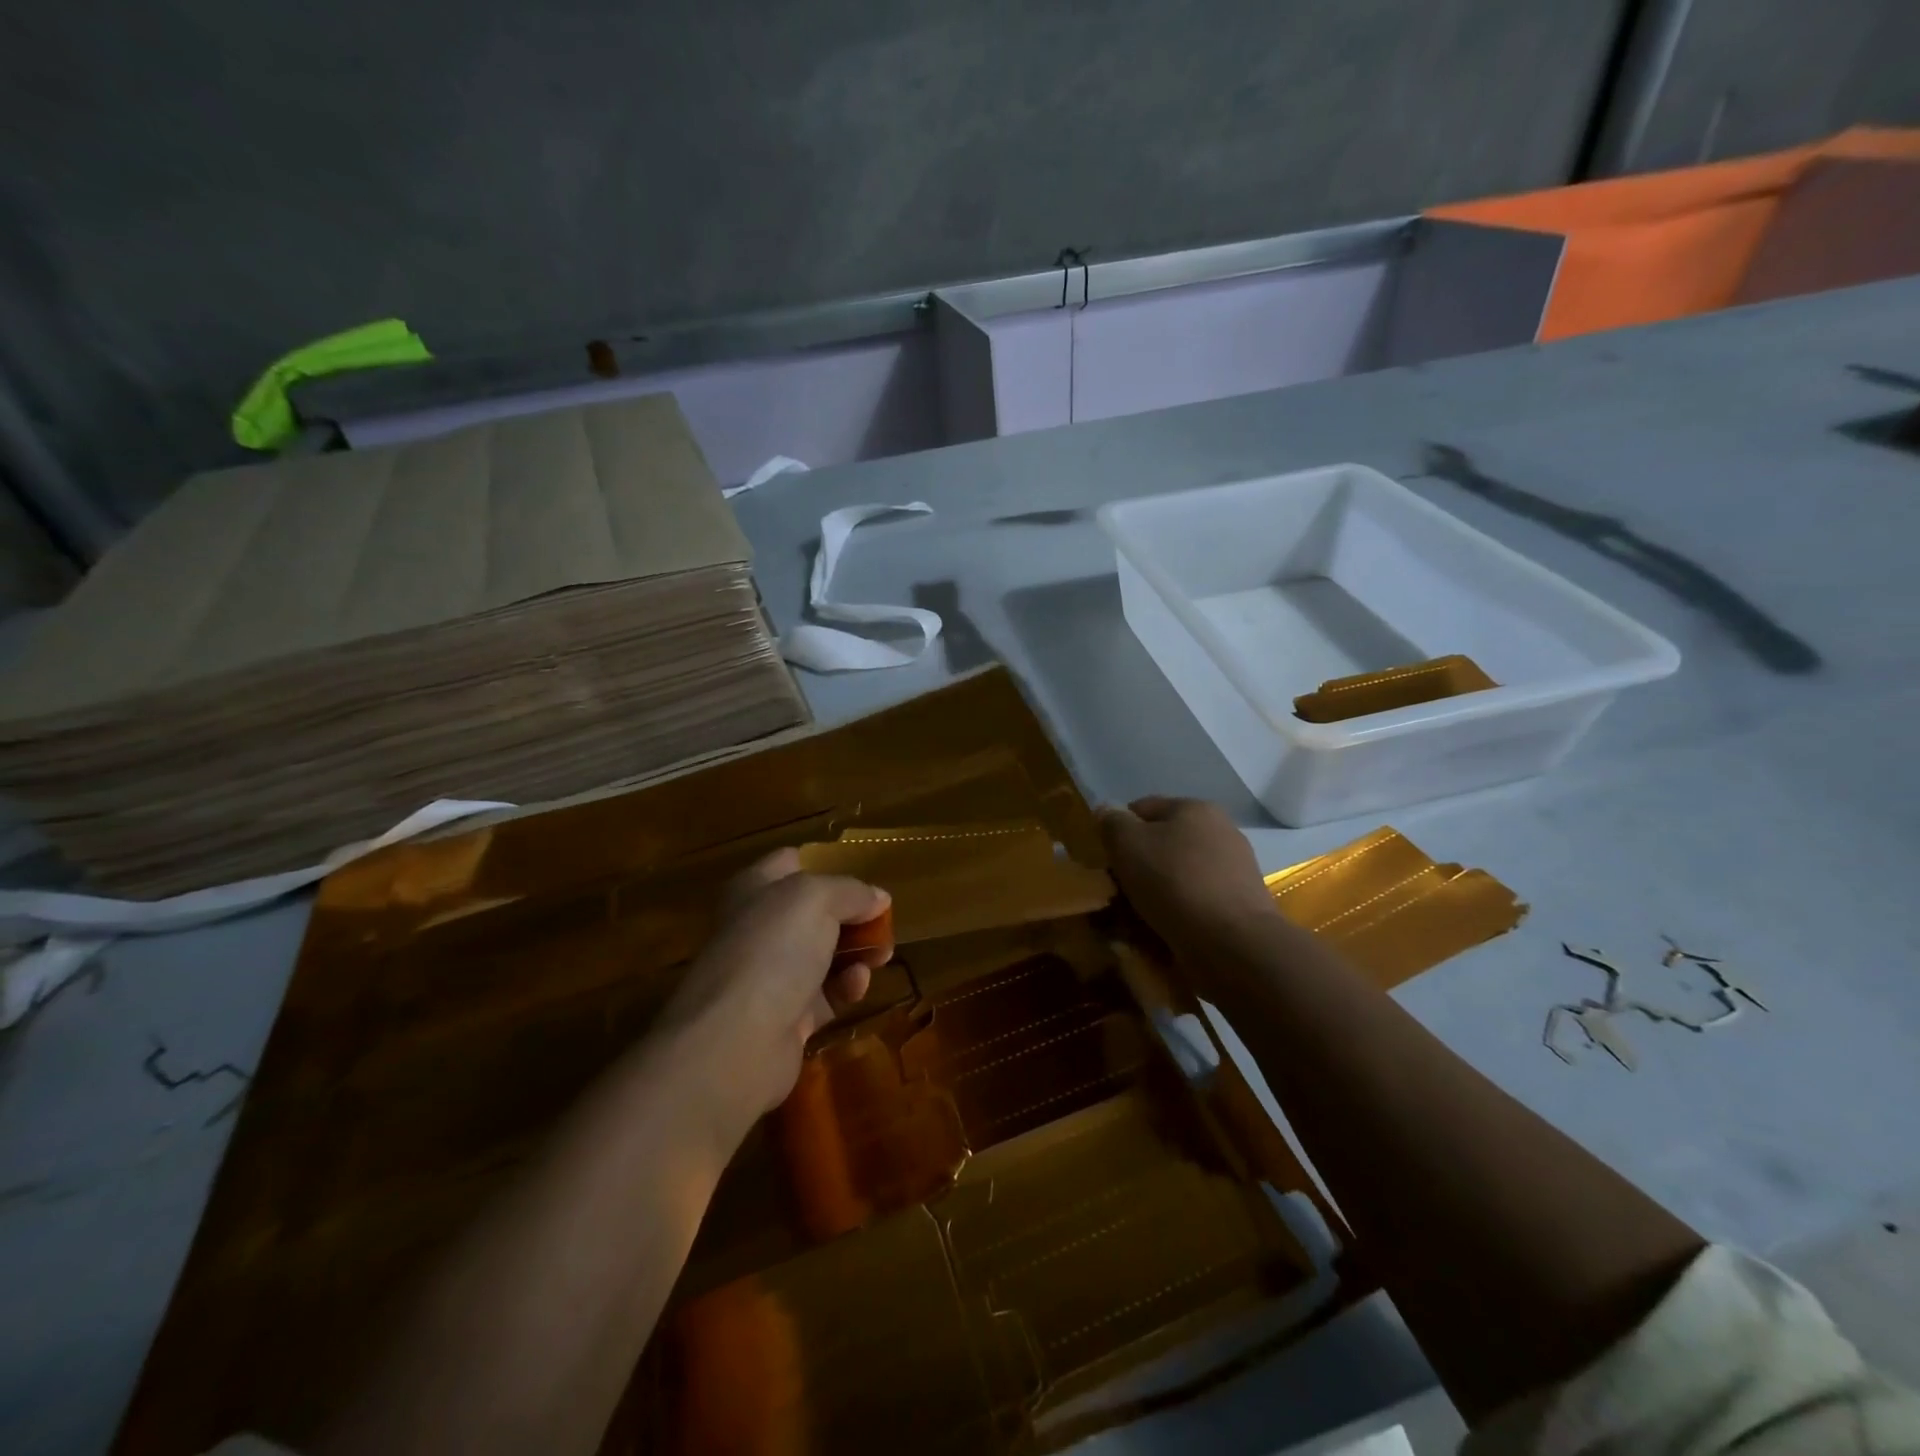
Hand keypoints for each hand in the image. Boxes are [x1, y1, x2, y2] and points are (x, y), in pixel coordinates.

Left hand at [659, 849, 892, 1130]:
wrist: (735, 1041)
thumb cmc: (772, 950)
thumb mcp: (817, 899)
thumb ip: (851, 891)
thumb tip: (878, 897)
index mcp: (755, 889)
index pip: (791, 863)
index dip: (826, 865)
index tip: (862, 878)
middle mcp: (759, 927)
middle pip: (815, 912)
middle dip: (853, 915)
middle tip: (884, 923)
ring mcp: (770, 974)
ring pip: (824, 954)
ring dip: (857, 952)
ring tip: (881, 956)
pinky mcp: (786, 1017)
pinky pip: (827, 994)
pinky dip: (847, 987)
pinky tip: (858, 986)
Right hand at [1098, 797, 1286, 972]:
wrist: (1233, 943)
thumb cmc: (1174, 883)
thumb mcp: (1127, 844)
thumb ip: (1112, 823)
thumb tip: (1107, 811)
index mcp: (1195, 808)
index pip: (1143, 808)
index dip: (1118, 831)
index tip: (1105, 861)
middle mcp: (1220, 832)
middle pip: (1163, 844)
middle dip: (1138, 866)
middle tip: (1117, 892)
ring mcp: (1234, 869)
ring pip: (1178, 876)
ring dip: (1156, 893)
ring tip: (1135, 920)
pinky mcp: (1240, 905)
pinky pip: (1196, 902)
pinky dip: (1177, 913)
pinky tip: (1162, 932)